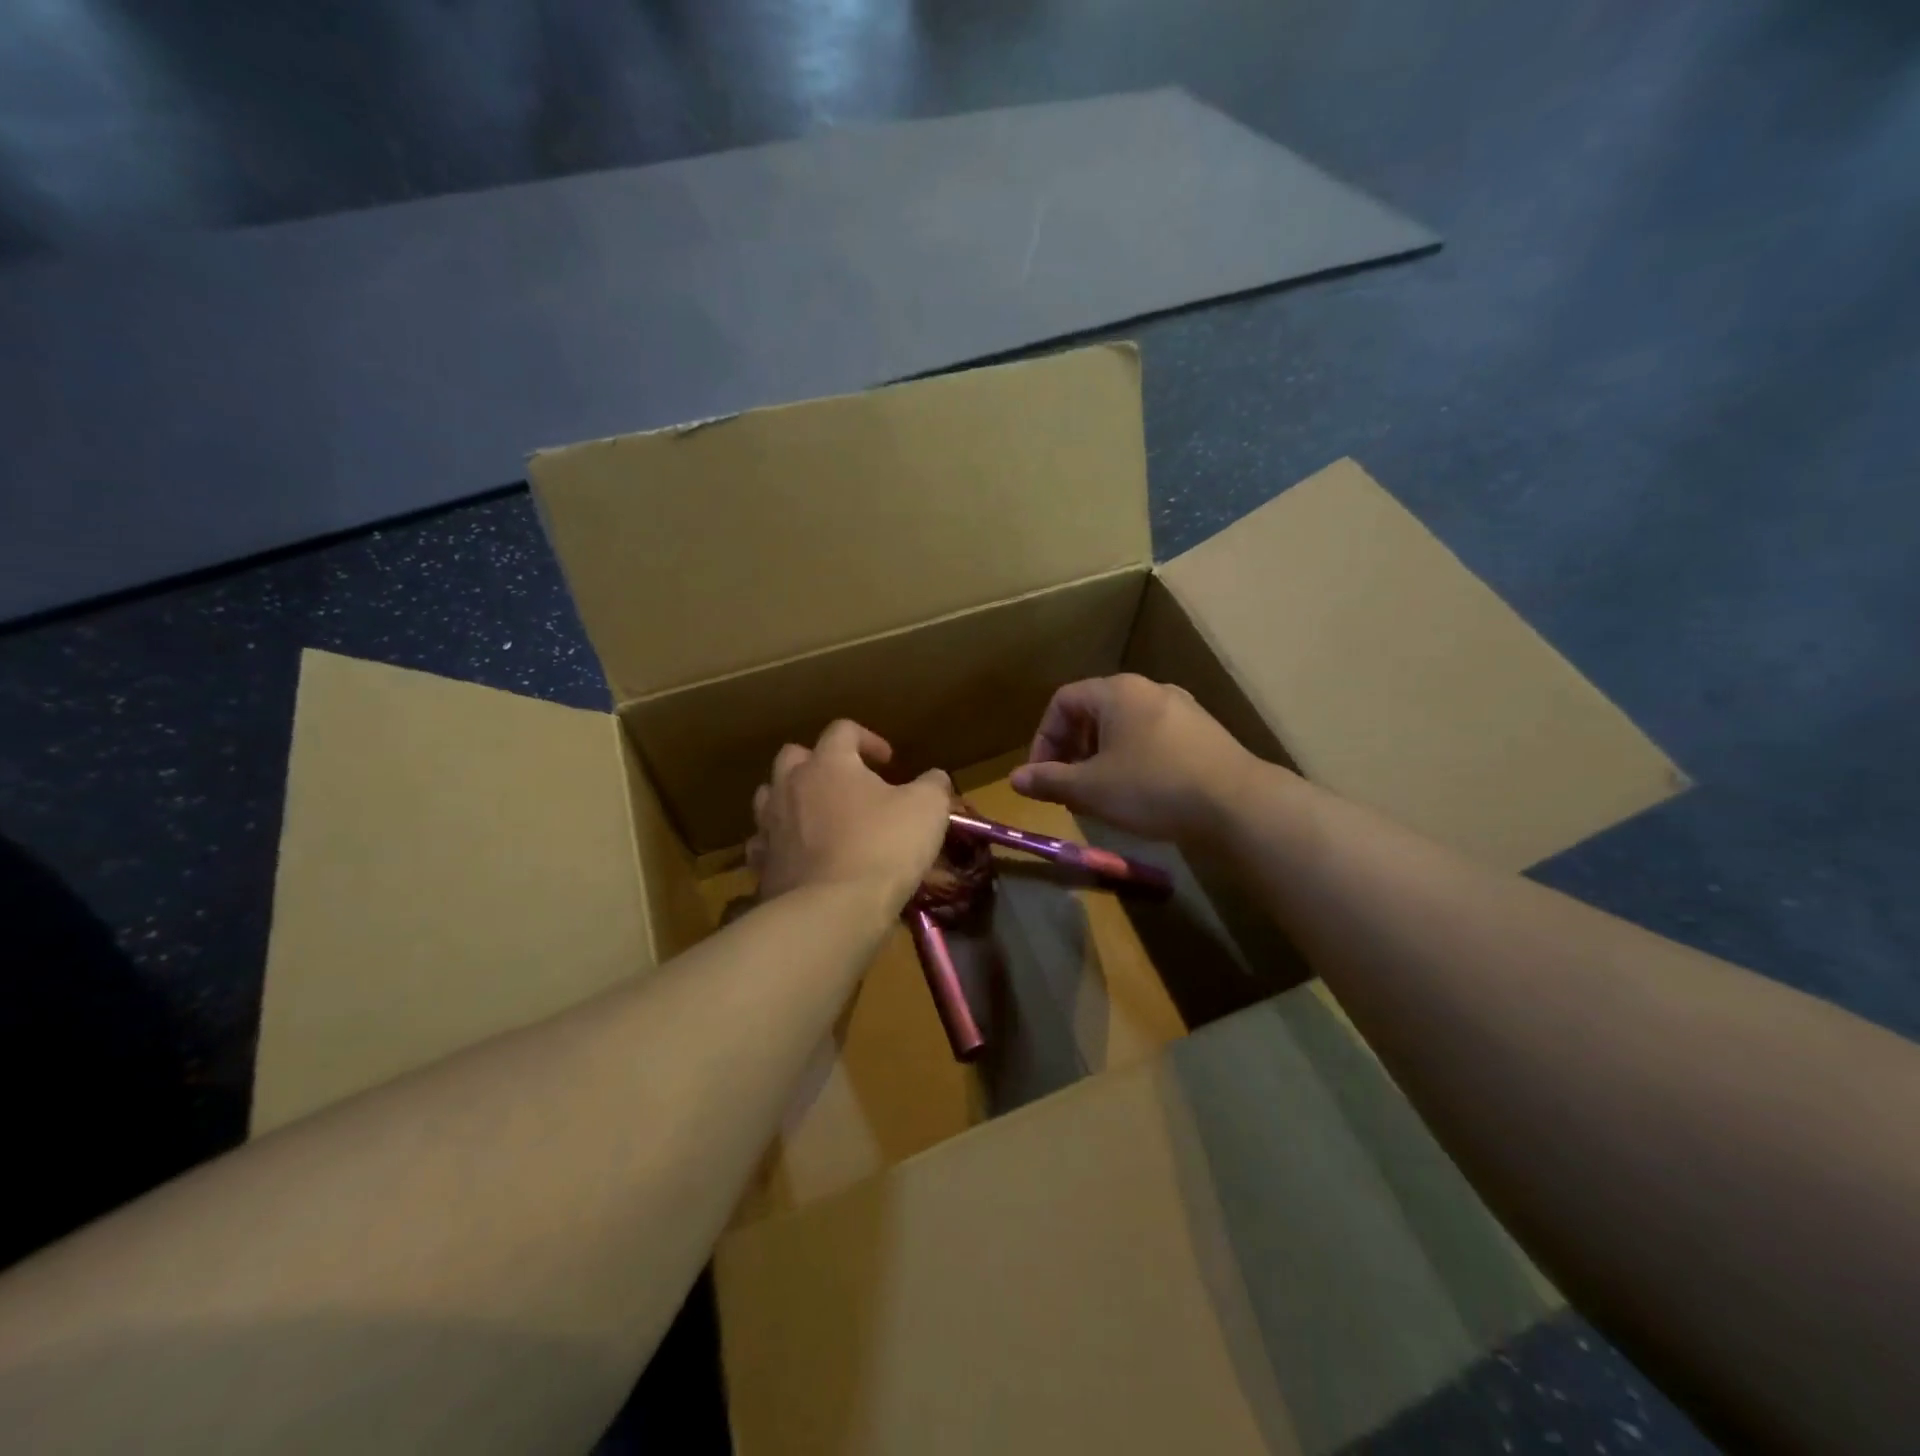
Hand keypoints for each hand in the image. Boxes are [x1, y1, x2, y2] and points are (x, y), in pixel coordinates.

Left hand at [747, 720, 952, 907]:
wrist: (832, 910)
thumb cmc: (883, 847)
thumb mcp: (927, 809)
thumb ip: (932, 785)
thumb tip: (934, 778)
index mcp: (829, 763)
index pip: (842, 730)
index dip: (868, 739)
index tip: (889, 761)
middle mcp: (790, 785)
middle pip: (794, 756)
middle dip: (819, 763)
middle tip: (847, 784)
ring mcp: (769, 824)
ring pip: (770, 796)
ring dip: (793, 799)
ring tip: (818, 817)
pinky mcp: (762, 863)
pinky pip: (763, 843)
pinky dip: (779, 843)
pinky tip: (799, 856)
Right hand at [1010, 674, 1262, 843]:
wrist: (1237, 804)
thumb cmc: (1152, 788)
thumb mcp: (1091, 788)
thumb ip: (1049, 780)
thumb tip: (1014, 779)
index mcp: (1117, 692)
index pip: (1062, 702)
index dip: (1043, 739)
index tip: (1042, 776)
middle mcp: (1149, 689)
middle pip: (1094, 712)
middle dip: (1072, 750)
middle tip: (1068, 786)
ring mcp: (1182, 708)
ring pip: (1124, 727)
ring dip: (1101, 757)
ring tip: (1100, 793)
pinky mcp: (1204, 732)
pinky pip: (1153, 738)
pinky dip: (1133, 760)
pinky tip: (1140, 793)